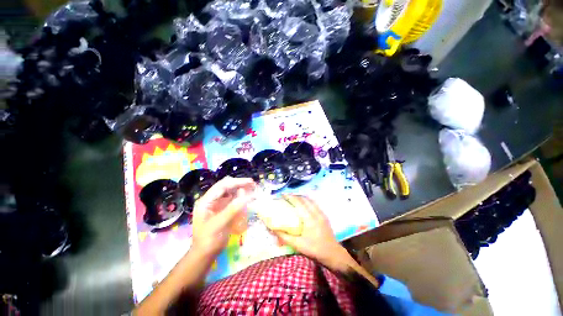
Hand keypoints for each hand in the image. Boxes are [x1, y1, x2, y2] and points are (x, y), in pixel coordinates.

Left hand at [191, 177, 256, 257]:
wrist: (204, 254)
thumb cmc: (208, 240)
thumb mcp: (219, 225)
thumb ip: (232, 210)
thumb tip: (247, 197)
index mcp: (206, 201)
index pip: (222, 186)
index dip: (236, 182)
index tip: (250, 182)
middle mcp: (211, 200)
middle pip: (226, 186)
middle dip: (240, 184)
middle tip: (253, 185)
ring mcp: (216, 204)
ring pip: (230, 191)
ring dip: (241, 188)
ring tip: (252, 188)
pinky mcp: (222, 209)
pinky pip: (232, 199)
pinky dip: (240, 196)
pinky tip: (247, 197)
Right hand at [273, 195, 349, 269]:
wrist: (333, 254)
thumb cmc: (314, 249)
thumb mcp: (298, 245)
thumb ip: (285, 237)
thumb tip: (273, 230)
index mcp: (309, 218)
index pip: (298, 203)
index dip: (290, 197)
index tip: (283, 195)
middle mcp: (316, 213)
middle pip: (305, 199)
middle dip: (295, 196)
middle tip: (287, 196)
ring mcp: (321, 213)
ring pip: (311, 201)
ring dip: (302, 197)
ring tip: (295, 198)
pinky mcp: (324, 216)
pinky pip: (315, 204)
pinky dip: (308, 201)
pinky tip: (305, 204)